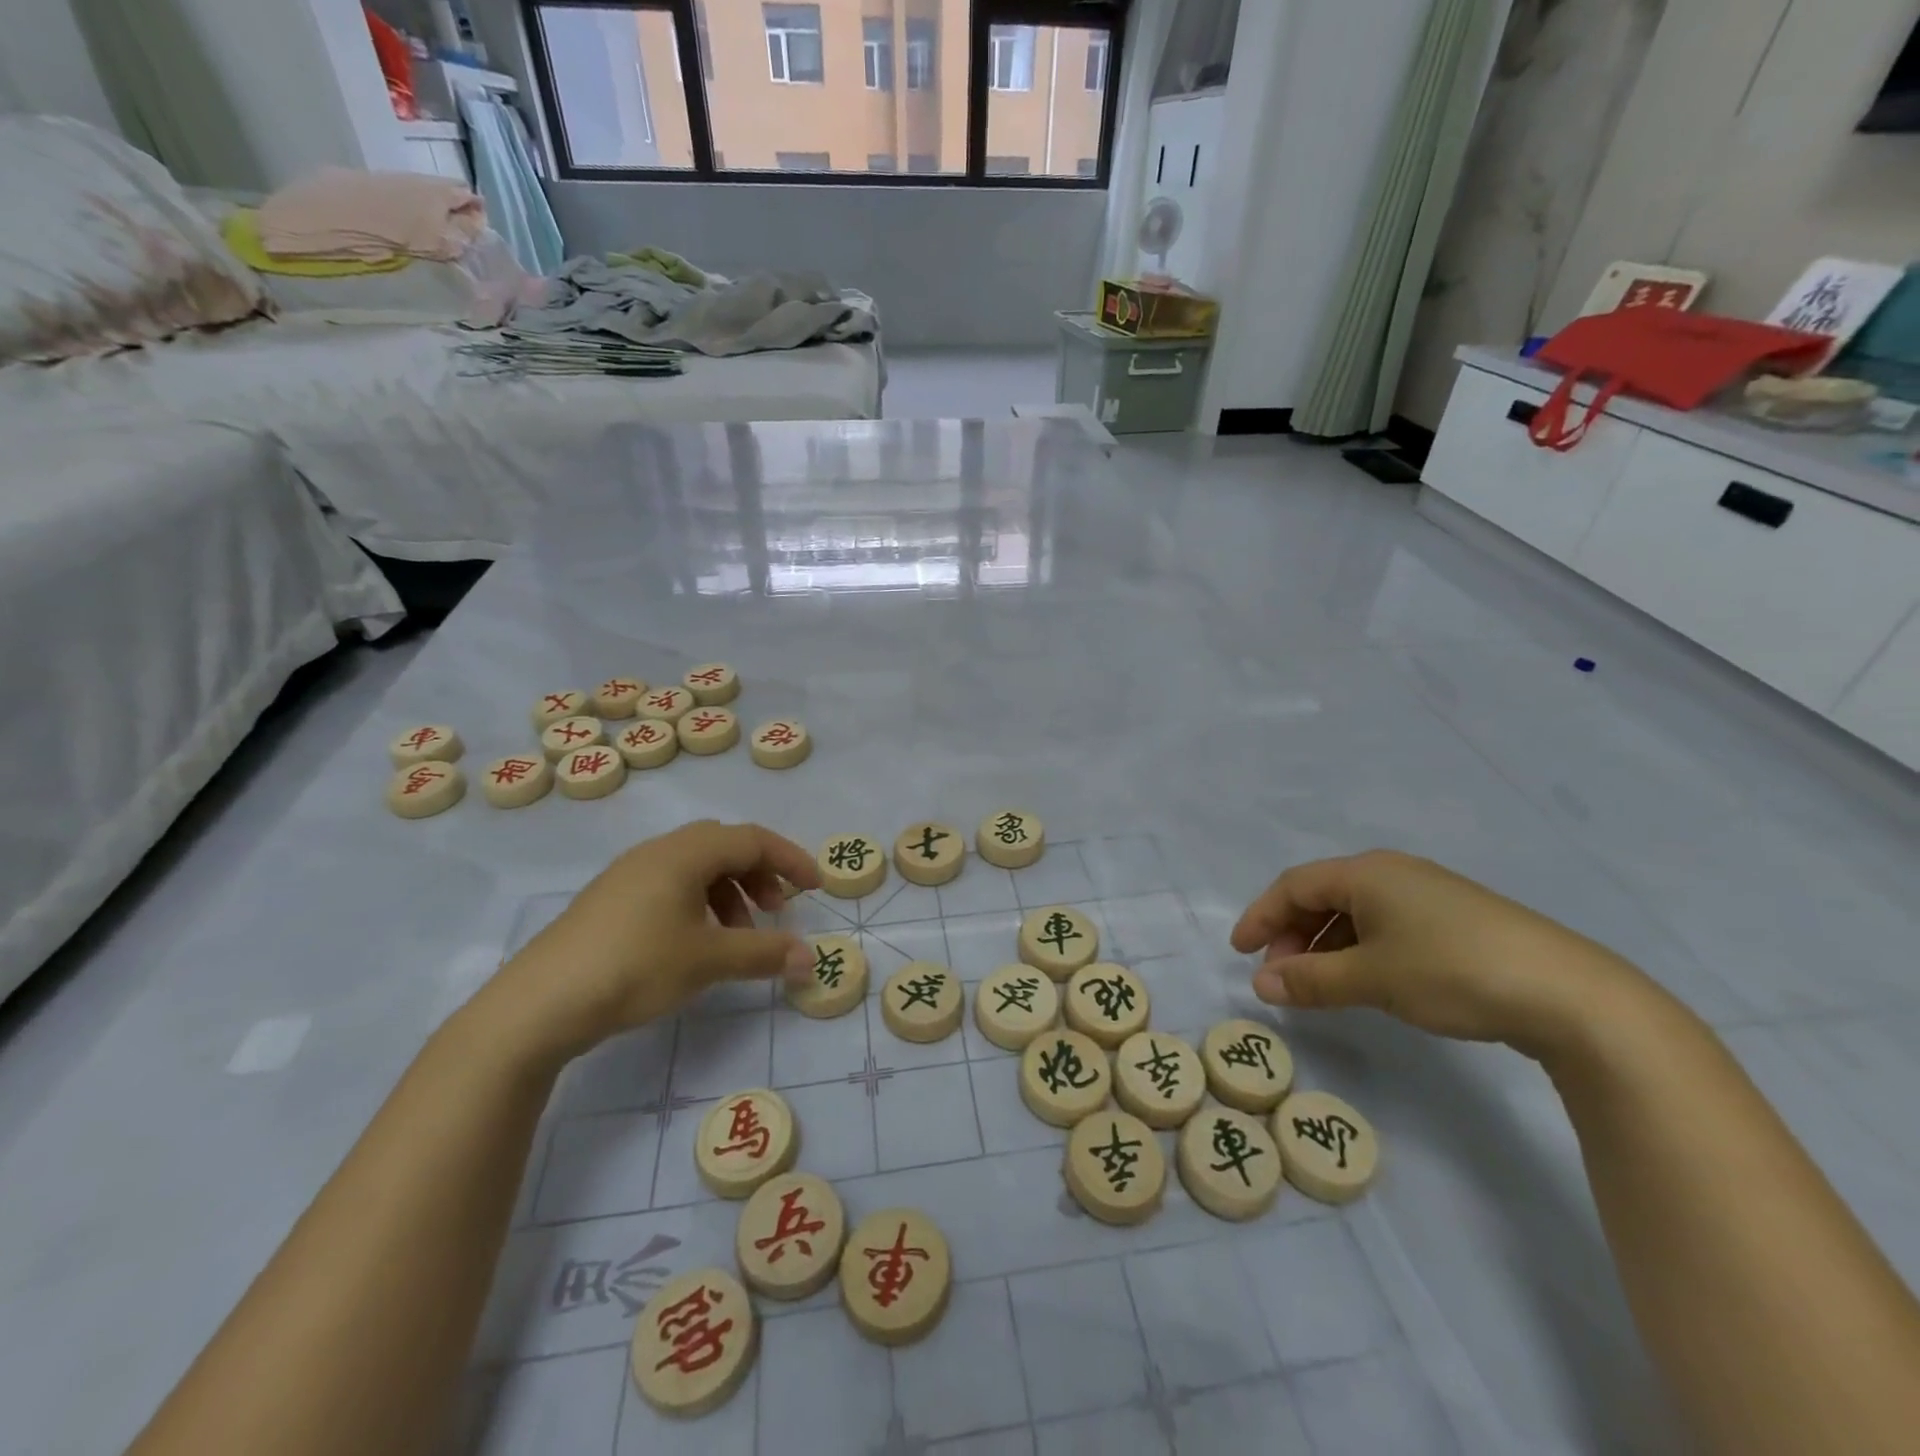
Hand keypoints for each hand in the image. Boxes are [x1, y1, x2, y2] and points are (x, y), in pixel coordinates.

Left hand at [490, 821, 820, 1057]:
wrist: (538, 1004)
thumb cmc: (634, 967)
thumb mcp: (708, 961)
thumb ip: (764, 953)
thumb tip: (808, 958)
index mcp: (685, 853)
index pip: (752, 839)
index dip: (790, 859)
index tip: (816, 888)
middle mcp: (658, 852)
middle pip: (725, 846)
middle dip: (759, 874)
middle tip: (776, 911)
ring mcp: (630, 874)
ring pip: (697, 867)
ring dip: (730, 893)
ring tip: (737, 938)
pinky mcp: (611, 900)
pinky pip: (672, 885)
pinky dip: (700, 904)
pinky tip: (696, 943)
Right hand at [1230, 850, 1650, 1059]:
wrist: (1571, 996)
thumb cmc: (1453, 971)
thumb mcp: (1371, 979)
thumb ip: (1310, 981)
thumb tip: (1260, 986)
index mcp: (1366, 872)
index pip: (1293, 886)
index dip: (1261, 917)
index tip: (1239, 952)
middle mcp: (1393, 873)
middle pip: (1322, 896)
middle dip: (1292, 934)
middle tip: (1280, 975)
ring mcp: (1427, 896)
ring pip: (1354, 913)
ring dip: (1325, 946)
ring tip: (1317, 985)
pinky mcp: (1455, 921)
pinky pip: (1385, 926)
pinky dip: (1359, 950)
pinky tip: (1365, 981)